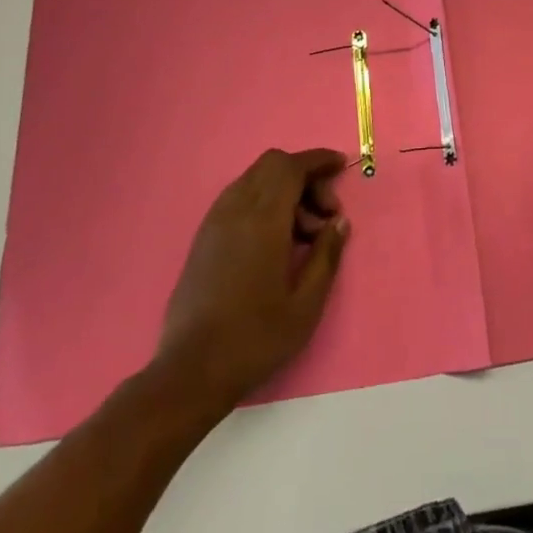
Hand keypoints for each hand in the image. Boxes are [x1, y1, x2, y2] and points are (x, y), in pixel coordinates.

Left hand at [154, 148, 350, 413]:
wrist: (191, 372)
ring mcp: (214, 222)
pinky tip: (275, 241)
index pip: (292, 167)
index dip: (319, 160)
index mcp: (263, 220)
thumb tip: (338, 222)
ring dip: (283, 190)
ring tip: (303, 235)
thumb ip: (326, 255)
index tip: (341, 168)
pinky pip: (238, 199)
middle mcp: (235, 210)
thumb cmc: (255, 338)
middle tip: (324, 215)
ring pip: (254, 179)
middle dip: (304, 176)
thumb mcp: (306, 304)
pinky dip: (263, 202)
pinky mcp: (203, 238)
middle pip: (272, 165)